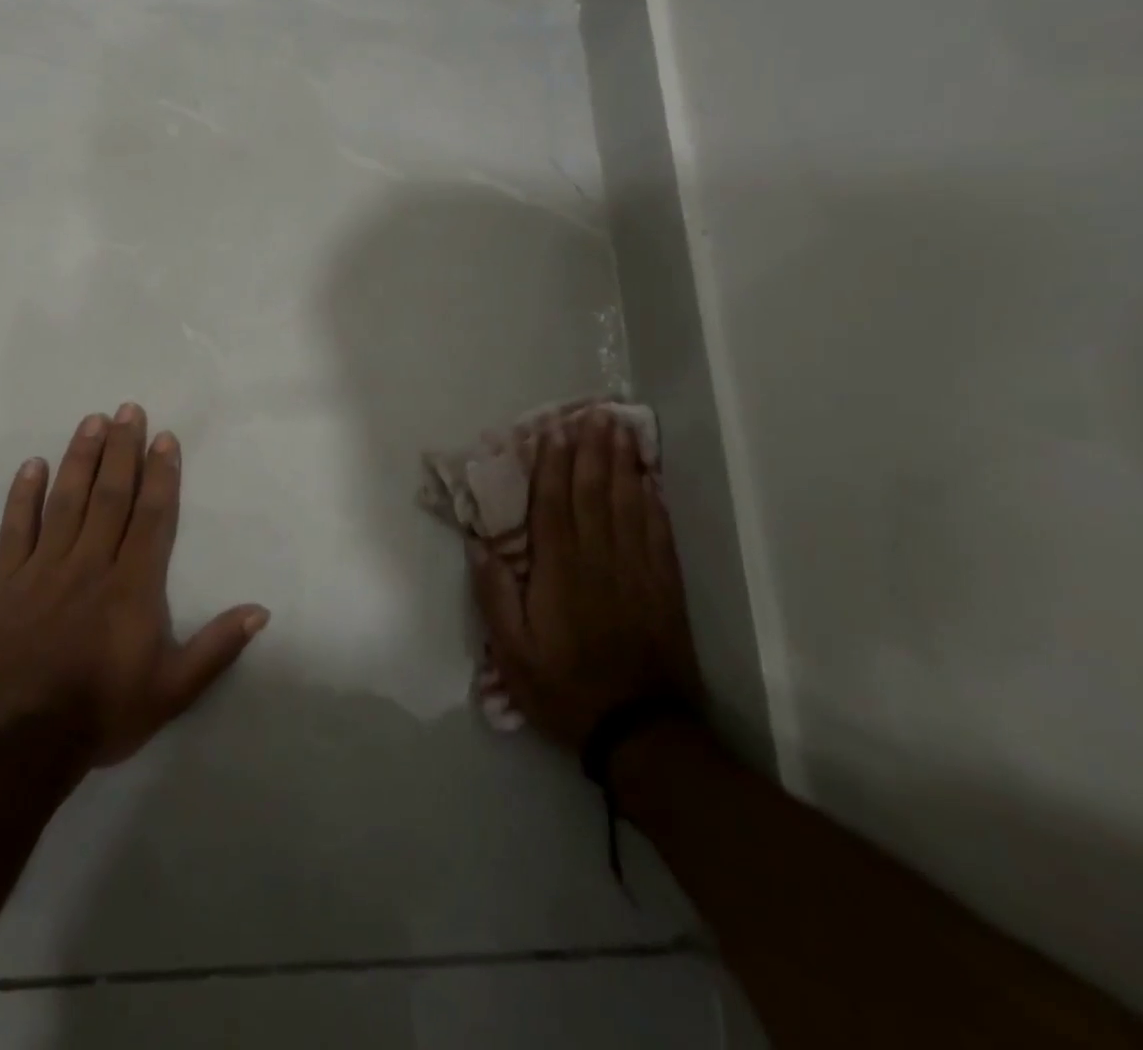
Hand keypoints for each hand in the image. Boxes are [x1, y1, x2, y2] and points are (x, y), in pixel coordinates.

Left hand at [0, 404, 269, 767]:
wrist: (24, 745)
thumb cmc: (105, 712)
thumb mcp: (173, 690)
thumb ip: (217, 647)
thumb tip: (261, 611)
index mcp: (133, 585)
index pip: (151, 515)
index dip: (160, 473)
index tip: (164, 437)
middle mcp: (91, 564)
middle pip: (110, 495)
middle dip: (122, 449)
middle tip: (129, 409)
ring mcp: (45, 569)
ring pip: (66, 501)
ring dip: (81, 458)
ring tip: (92, 421)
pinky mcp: (8, 582)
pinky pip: (16, 529)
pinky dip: (24, 495)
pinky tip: (33, 465)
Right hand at [472, 411, 701, 750]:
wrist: (640, 730)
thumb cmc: (564, 688)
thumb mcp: (511, 652)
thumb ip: (494, 595)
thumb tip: (478, 544)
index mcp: (559, 572)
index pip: (554, 505)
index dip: (554, 464)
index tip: (555, 430)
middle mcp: (599, 560)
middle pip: (595, 493)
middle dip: (593, 450)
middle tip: (595, 412)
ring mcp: (636, 570)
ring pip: (629, 505)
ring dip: (624, 464)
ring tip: (622, 431)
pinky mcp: (663, 587)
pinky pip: (658, 533)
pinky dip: (654, 502)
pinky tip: (650, 481)